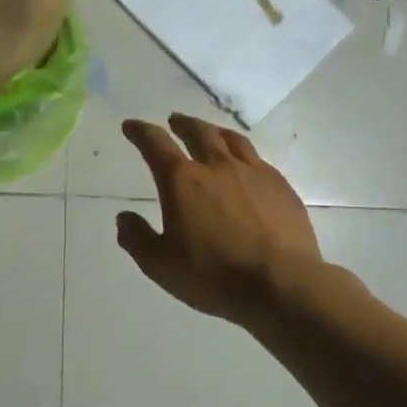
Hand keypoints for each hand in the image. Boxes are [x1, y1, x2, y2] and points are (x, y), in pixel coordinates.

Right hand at [116, 115, 328, 329]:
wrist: (282, 284)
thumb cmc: (213, 275)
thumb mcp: (160, 264)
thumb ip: (137, 238)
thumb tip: (124, 218)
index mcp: (182, 180)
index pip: (155, 144)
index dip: (140, 131)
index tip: (131, 126)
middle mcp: (216, 166)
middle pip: (198, 132)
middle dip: (182, 124)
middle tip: (174, 121)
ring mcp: (253, 173)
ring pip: (231, 140)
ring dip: (214, 131)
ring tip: (210, 132)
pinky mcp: (281, 187)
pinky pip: (258, 159)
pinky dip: (243, 155)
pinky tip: (245, 166)